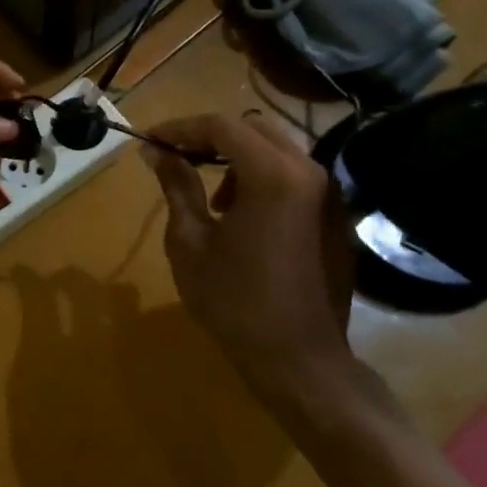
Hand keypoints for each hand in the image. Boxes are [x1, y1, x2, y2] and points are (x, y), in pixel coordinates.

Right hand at [146, 113, 356, 411]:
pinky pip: (296, 178)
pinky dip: (264, 179)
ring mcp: (329, 194)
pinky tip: (244, 217)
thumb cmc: (234, 301)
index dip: (180, 128)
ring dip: (239, 158)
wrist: (299, 360)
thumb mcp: (190, 242)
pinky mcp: (336, 216)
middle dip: (211, 138)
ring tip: (214, 199)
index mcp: (273, 175)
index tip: (150, 142)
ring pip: (278, 150)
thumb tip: (156, 153)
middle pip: (253, 129)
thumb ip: (176, 187)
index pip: (221, 126)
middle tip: (178, 160)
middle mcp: (309, 172)